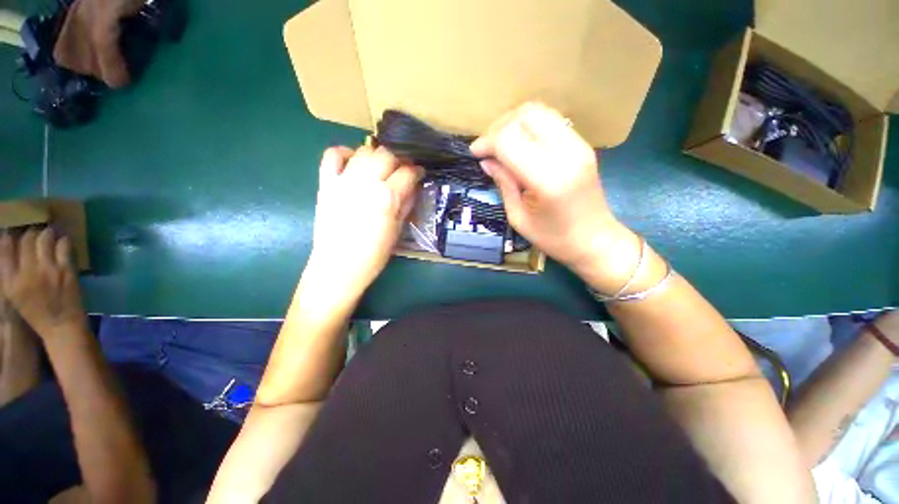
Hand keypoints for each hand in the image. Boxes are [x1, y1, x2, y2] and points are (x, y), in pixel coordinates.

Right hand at [0, 229, 87, 338]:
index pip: (5, 248)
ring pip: (45, 238)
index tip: (14, 231)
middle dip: (31, 232)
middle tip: (35, 231)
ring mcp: (48, 270)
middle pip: (27, 239)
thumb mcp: (14, 294)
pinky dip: (63, 240)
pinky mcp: (66, 270)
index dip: (10, 236)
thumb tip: (9, 246)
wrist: (61, 326)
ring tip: (49, 232)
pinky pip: (64, 246)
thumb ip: (10, 272)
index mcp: (10, 281)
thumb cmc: (37, 312)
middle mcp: (27, 272)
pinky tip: (63, 240)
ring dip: (47, 233)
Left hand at [305, 146, 421, 297]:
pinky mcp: (326, 183)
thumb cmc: (373, 253)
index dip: (417, 171)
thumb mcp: (398, 230)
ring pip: (363, 151)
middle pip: (386, 155)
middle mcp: (366, 183)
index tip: (419, 174)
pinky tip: (353, 161)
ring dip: (376, 156)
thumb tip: (413, 187)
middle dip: (398, 160)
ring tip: (380, 167)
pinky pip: (332, 155)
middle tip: (401, 171)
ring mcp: (343, 180)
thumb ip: (406, 204)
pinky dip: (344, 153)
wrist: (339, 265)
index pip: (407, 173)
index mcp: (387, 197)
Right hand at [470, 102, 634, 277]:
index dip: (487, 142)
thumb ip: (503, 183)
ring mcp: (579, 145)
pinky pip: (551, 120)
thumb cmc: (553, 238)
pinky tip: (521, 145)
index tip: (475, 154)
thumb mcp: (518, 217)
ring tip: (502, 144)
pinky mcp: (583, 144)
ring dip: (514, 122)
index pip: (509, 140)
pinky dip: (529, 126)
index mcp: (546, 178)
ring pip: (539, 111)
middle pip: (525, 115)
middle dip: (499, 127)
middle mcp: (565, 153)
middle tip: (488, 148)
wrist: (595, 240)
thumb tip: (486, 161)